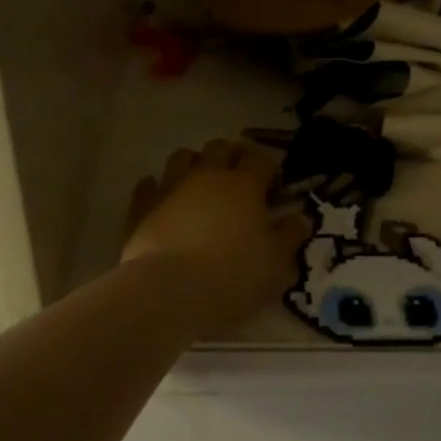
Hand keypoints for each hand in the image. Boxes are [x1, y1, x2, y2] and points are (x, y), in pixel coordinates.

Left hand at [123, 140, 310, 332]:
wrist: (169, 292)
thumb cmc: (233, 277)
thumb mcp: (275, 263)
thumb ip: (289, 236)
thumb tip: (299, 218)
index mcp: (244, 185)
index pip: (260, 161)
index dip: (269, 169)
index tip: (274, 185)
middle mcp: (207, 176)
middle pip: (220, 148)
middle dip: (232, 156)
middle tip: (239, 177)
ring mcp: (170, 187)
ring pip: (183, 157)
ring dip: (195, 164)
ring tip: (201, 184)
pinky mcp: (141, 206)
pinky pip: (149, 185)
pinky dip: (158, 188)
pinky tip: (164, 201)